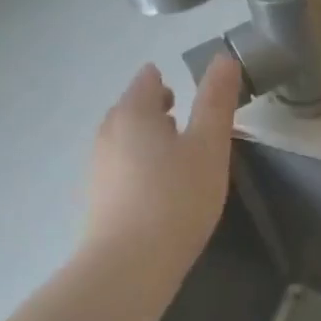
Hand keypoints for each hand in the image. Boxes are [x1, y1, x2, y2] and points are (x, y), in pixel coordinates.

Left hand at [86, 56, 241, 276]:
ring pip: (124, 140)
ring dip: (147, 140)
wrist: (131, 263)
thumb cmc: (177, 198)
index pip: (146, 80)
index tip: (186, 92)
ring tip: (175, 156)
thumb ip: (216, 100)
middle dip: (156, 110)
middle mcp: (107, 132)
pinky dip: (139, 167)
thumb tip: (224, 57)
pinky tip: (158, 189)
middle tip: (184, 121)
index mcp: (134, 112)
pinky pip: (120, 168)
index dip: (166, 81)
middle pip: (131, 109)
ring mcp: (98, 166)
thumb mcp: (209, 145)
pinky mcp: (97, 198)